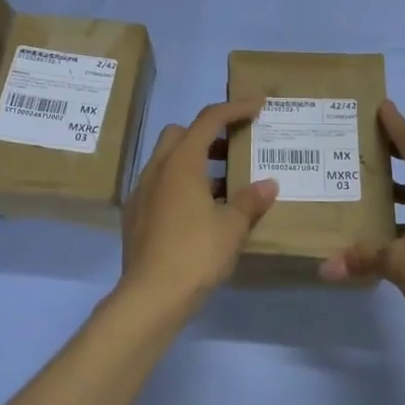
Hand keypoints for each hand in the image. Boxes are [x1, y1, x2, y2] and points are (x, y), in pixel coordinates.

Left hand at [118, 99, 278, 316]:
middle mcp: (156, 169)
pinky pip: (159, 186)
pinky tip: (199, 213)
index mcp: (181, 163)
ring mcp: (141, 192)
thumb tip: (269, 185)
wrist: (150, 297)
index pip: (209, 120)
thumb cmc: (195, 254)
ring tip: (223, 186)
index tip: (257, 106)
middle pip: (180, 134)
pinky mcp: (135, 216)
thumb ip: (251, 201)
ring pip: (167, 161)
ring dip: (194, 163)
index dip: (235, 108)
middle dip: (207, 134)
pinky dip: (180, 186)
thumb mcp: (232, 227)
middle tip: (234, 151)